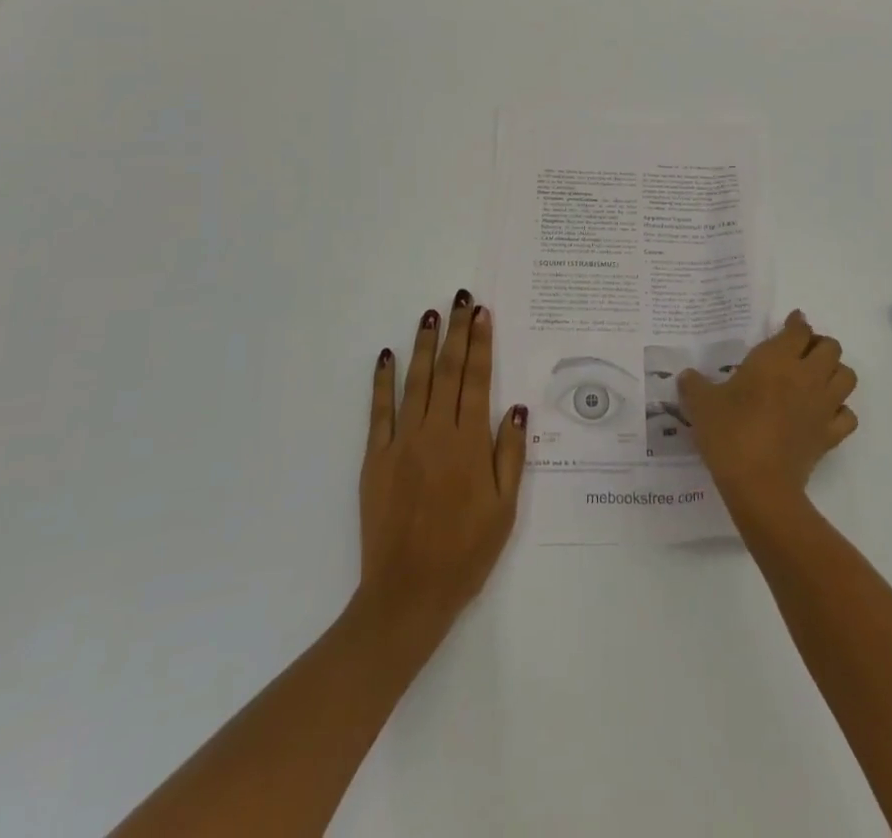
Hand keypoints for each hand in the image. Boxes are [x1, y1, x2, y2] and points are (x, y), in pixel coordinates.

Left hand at [358, 291, 526, 640]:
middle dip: (455, 331)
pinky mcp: (375, 458)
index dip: (480, 343)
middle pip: (448, 371)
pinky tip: (387, 355)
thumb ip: (510, 454)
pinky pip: (379, 411)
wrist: (408, 594)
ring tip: (430, 314)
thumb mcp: (505, 508)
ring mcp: (402, 442)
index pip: (477, 379)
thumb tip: (516, 407)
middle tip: (460, 298)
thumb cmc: (466, 552)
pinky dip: (382, 381)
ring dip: (423, 345)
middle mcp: (436, 432)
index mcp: (470, 443)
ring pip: (415, 381)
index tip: (481, 313)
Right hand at [677, 310, 857, 519]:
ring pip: (847, 376)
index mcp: (777, 359)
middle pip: (831, 347)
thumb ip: (693, 385)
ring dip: (835, 372)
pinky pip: (847, 415)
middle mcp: (806, 375)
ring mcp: (823, 406)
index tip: (790, 323)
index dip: (796, 323)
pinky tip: (823, 414)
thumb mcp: (700, 403)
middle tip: (799, 353)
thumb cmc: (729, 433)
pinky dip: (840, 411)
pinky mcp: (830, 436)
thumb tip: (686, 376)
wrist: (758, 484)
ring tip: (816, 379)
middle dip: (819, 345)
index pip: (799, 329)